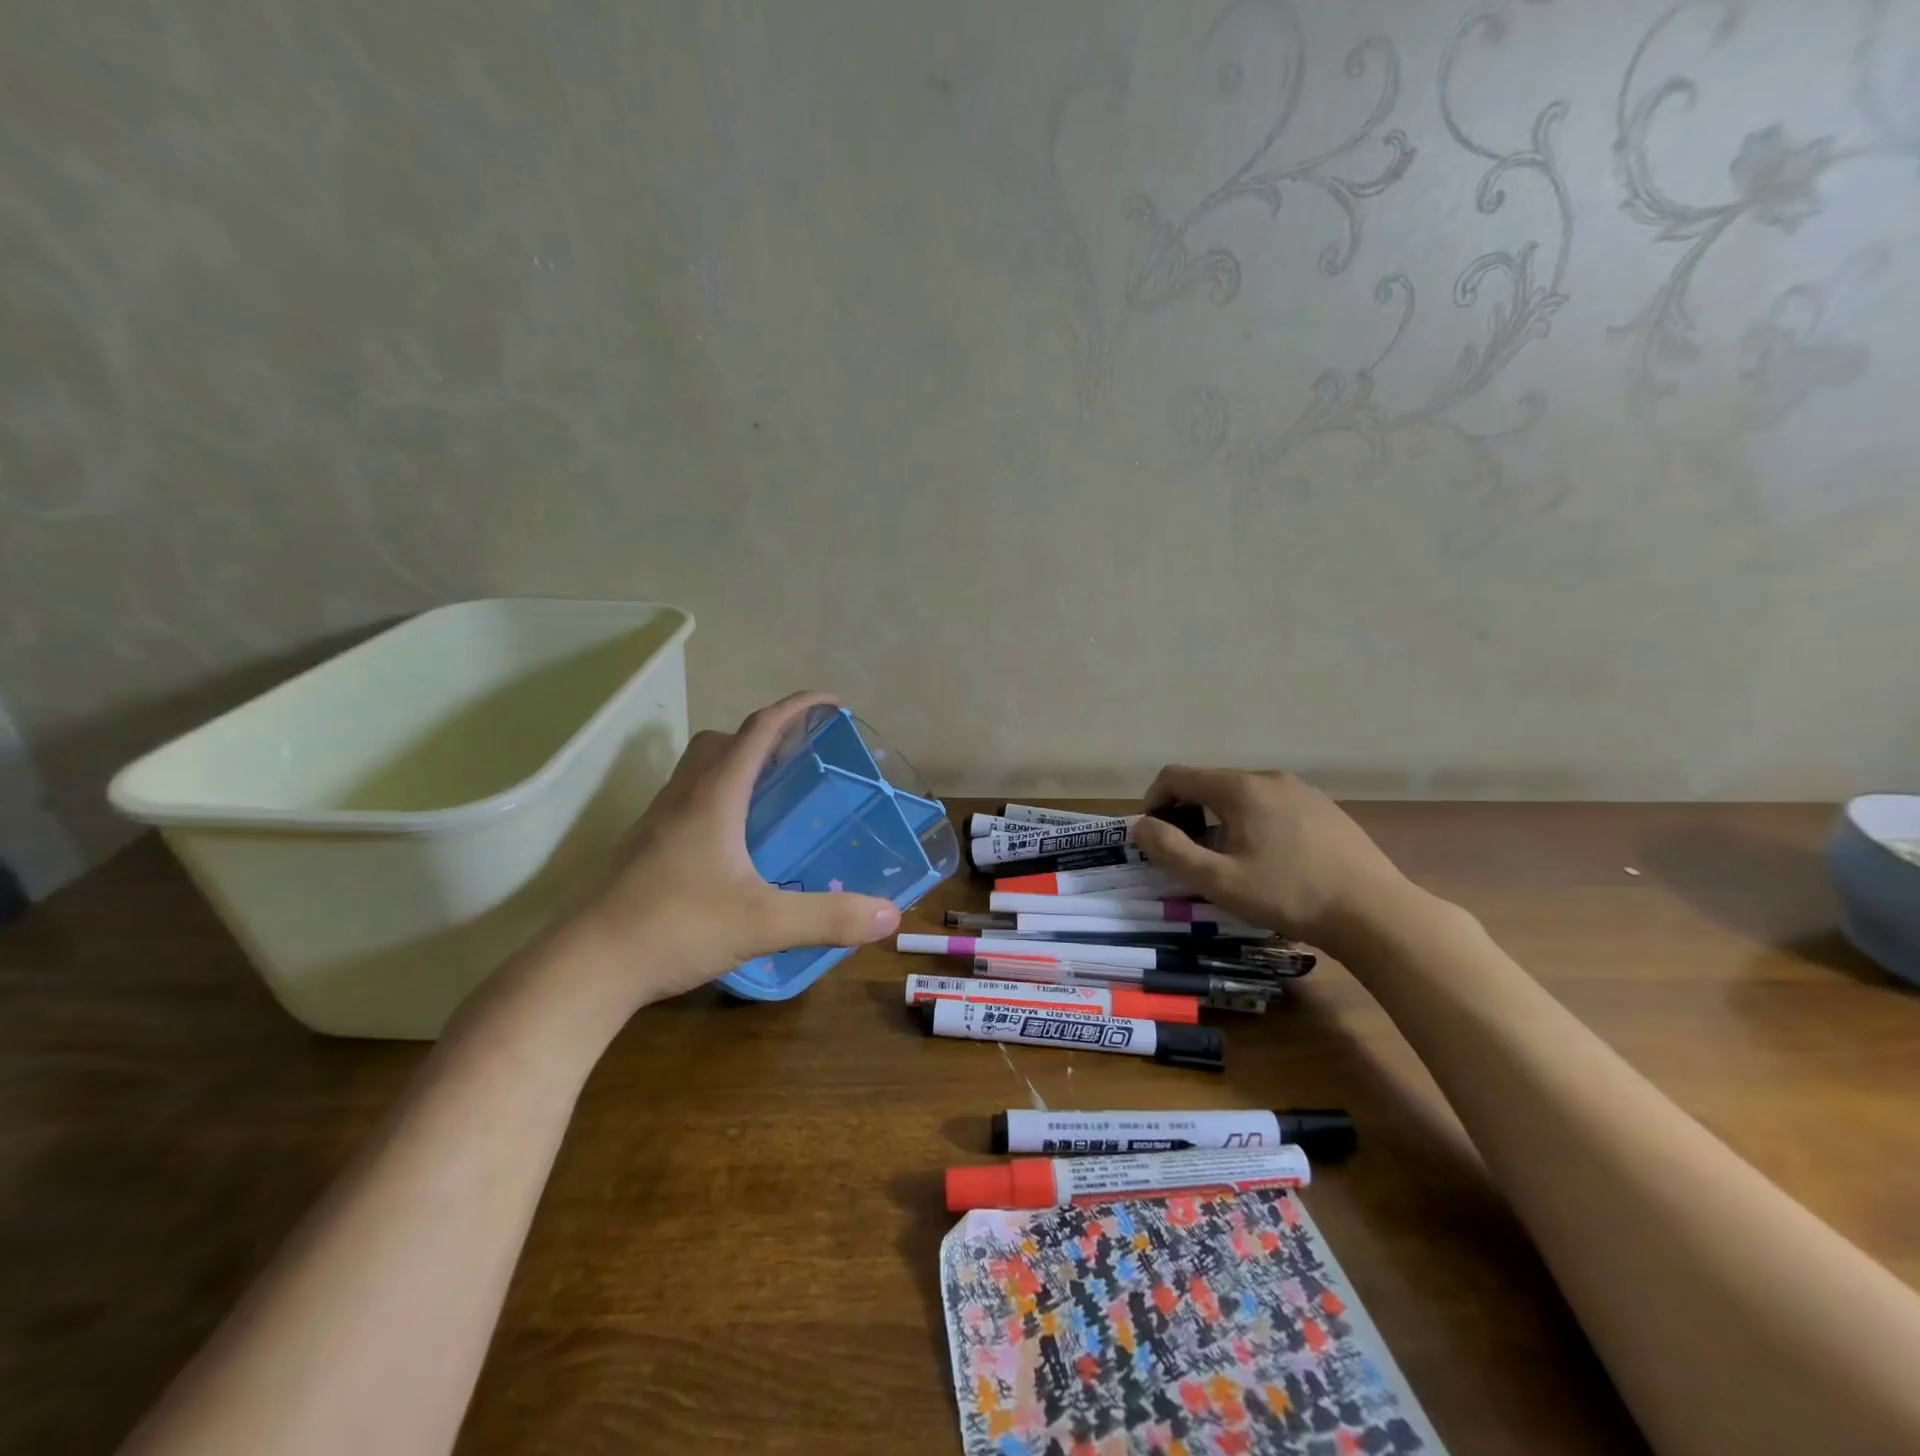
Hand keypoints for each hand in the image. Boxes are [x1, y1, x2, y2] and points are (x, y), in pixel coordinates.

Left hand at [529, 692, 901, 1022]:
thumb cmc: (674, 928)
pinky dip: (716, 800)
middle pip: (723, 741)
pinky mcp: (642, 849)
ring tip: (771, 799)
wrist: (585, 967)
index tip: (832, 702)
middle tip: (799, 758)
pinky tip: (732, 846)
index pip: (760, 729)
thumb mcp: (762, 924)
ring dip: (736, 765)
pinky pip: (685, 802)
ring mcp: (655, 822)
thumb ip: (828, 918)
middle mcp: (683, 797)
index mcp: (714, 796)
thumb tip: (889, 914)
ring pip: (698, 770)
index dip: (798, 708)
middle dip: (764, 735)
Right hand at [1131, 767, 1409, 953]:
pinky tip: (1267, 858)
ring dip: (1217, 818)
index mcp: (1240, 788)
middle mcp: (1268, 777)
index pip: (1176, 776)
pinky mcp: (1323, 807)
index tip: (1153, 837)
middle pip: (1208, 783)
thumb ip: (1171, 850)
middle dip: (1185, 812)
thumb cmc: (1290, 895)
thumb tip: (1140, 826)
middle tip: (1186, 853)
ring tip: (1225, 859)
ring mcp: (1300, 790)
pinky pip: (1270, 804)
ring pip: (1240, 795)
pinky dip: (1250, 822)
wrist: (1375, 913)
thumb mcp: (1219, 881)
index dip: (1153, 801)